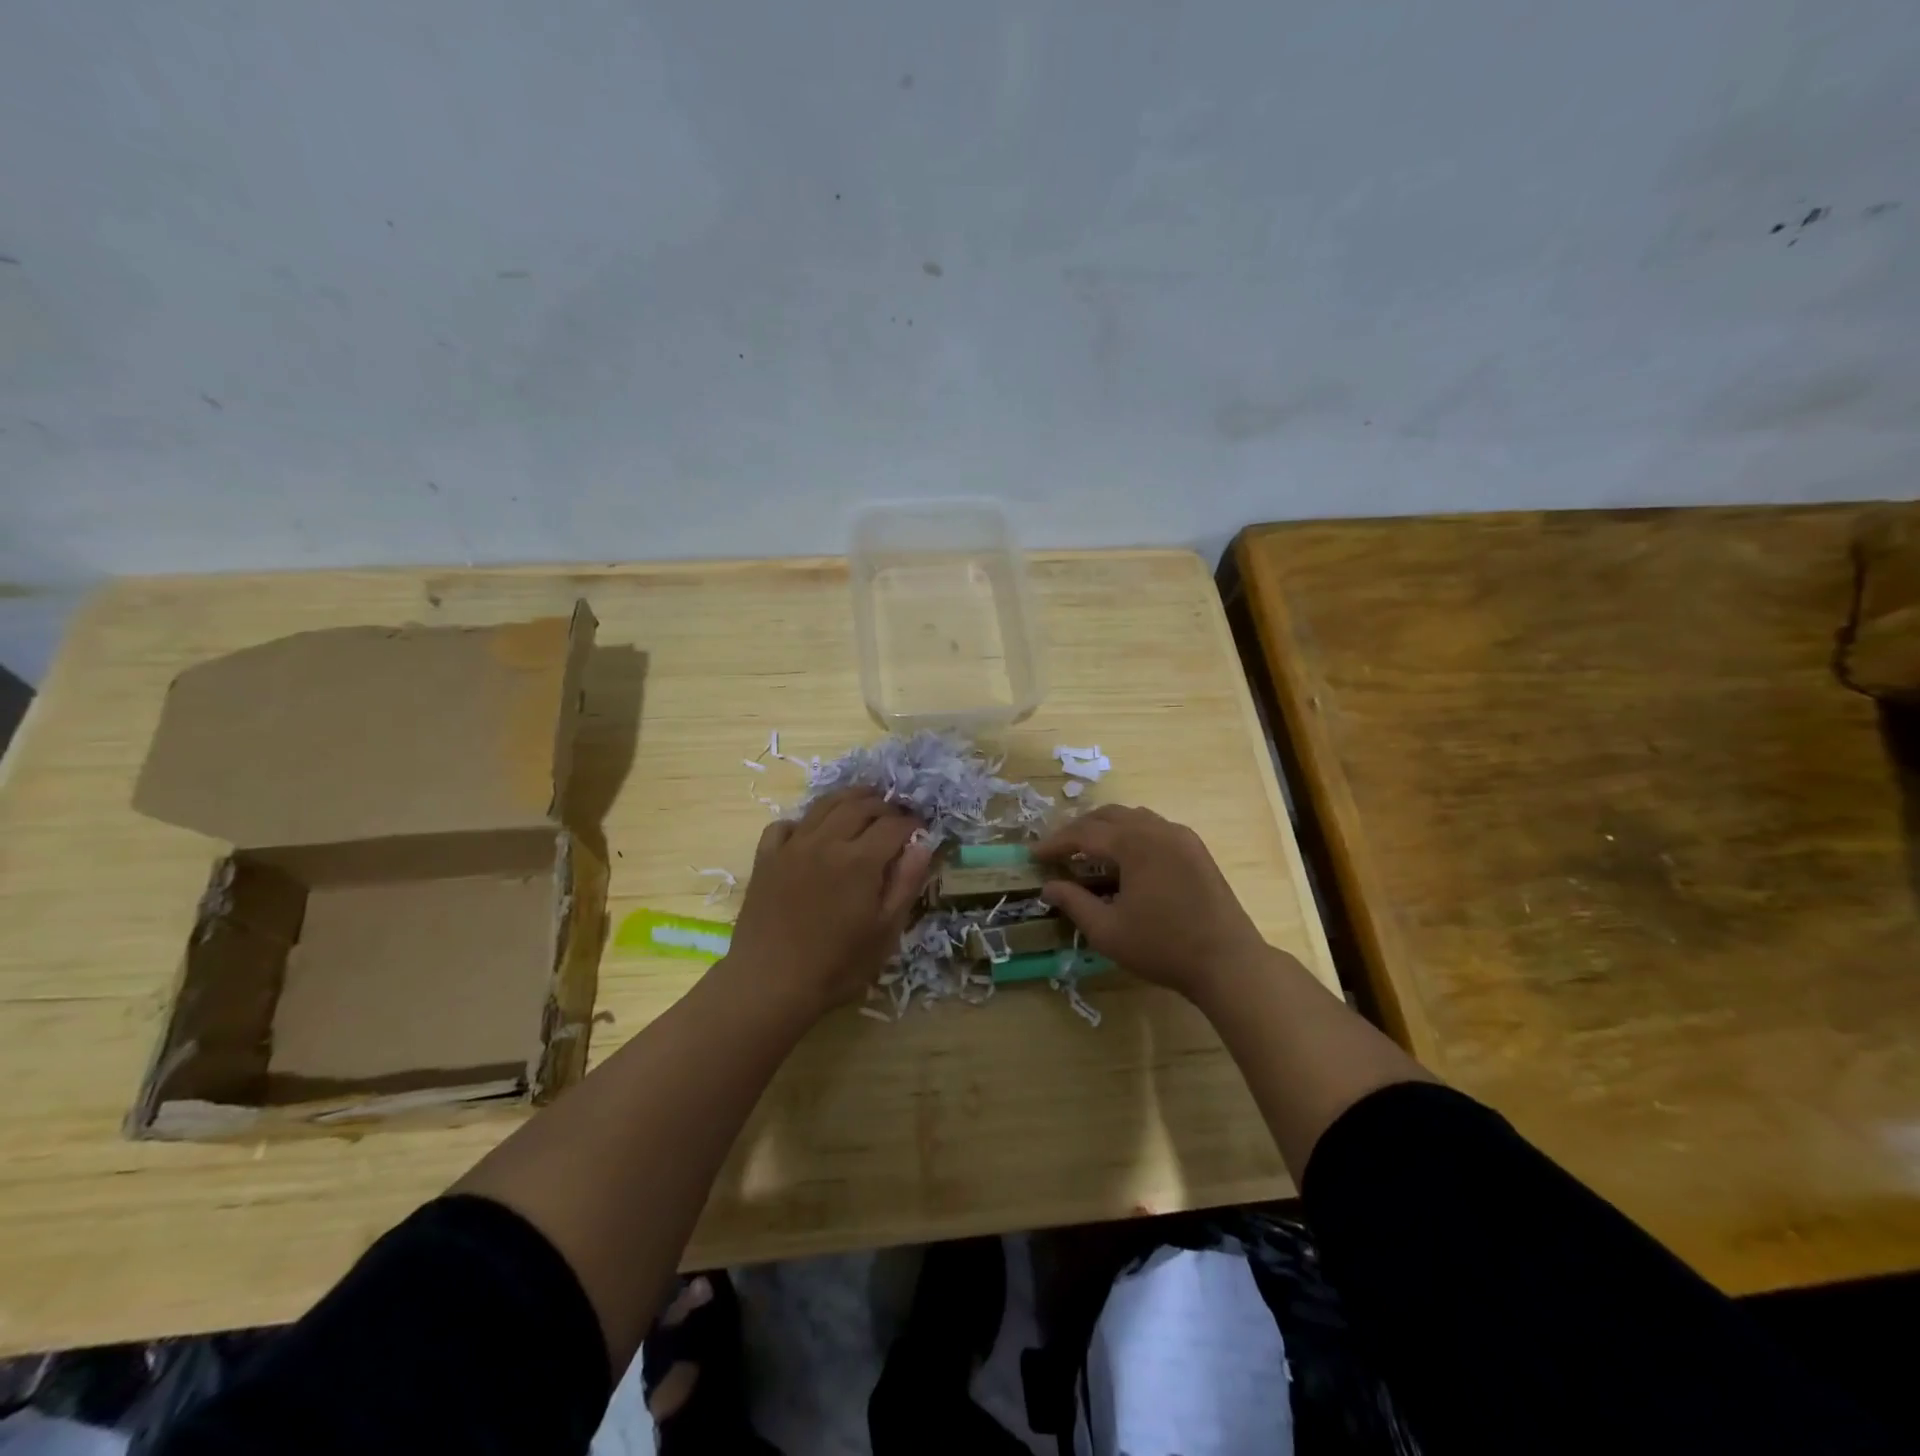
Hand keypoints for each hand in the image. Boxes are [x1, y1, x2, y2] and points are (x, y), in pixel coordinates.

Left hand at [725, 788, 933, 1018]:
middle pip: (860, 805)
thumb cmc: (837, 965)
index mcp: (860, 860)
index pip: (894, 825)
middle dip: (884, 805)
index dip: (912, 823)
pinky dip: (803, 821)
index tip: (921, 830)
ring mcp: (792, 846)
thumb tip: (922, 844)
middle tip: (897, 814)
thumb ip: (906, 883)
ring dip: (849, 798)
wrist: (769, 984)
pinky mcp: (766, 858)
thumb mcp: (886, 931)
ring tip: (863, 801)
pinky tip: (811, 832)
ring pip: (824, 805)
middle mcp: (826, 841)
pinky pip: (785, 825)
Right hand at [1034, 805, 1268, 1000]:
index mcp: (1134, 843)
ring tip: (1088, 851)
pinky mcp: (1196, 849)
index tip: (1034, 855)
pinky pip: (1154, 828)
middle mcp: (1157, 829)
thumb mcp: (1108, 931)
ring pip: (1133, 818)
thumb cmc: (1163, 947)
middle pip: (1108, 816)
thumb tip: (1048, 886)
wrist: (1228, 962)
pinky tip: (1125, 859)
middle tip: (1058, 850)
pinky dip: (1131, 835)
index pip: (1084, 833)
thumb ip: (1074, 903)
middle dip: (1079, 829)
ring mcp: (1181, 836)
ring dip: (1106, 829)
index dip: (1056, 843)